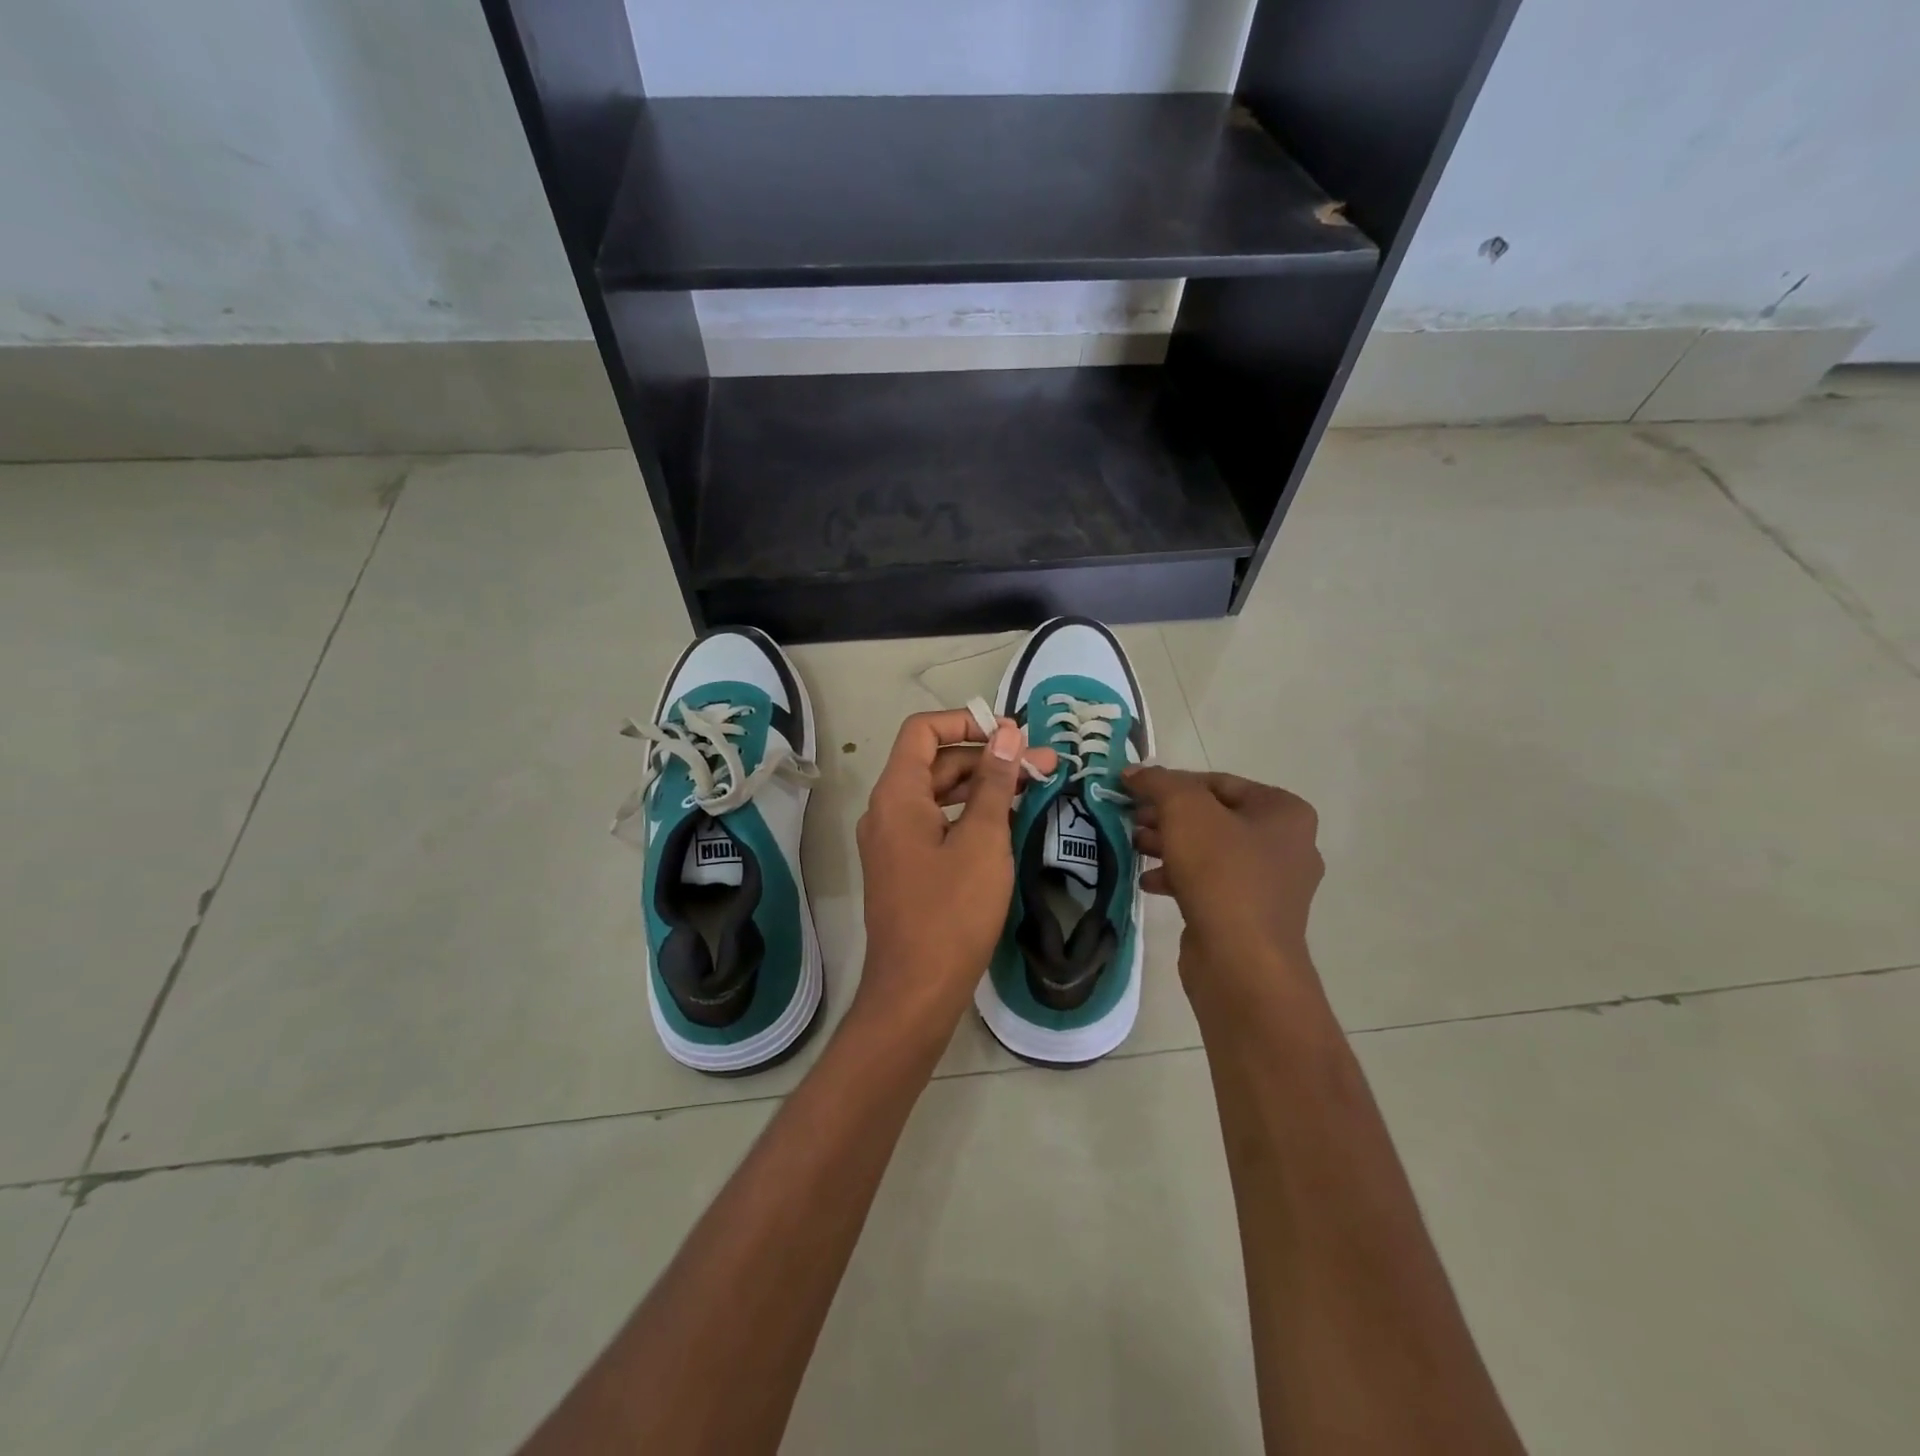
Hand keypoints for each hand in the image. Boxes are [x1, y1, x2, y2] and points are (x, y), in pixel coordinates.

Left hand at [853, 709, 1057, 1044]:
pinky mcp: (906, 867)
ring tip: (1034, 788)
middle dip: (988, 757)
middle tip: (1043, 765)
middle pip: (935, 762)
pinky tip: (1007, 822)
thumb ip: (993, 782)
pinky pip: (937, 824)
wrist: (916, 992)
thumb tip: (1007, 733)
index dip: (967, 721)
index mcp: (896, 795)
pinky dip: (969, 815)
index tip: (1012, 735)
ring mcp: (894, 841)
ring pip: (939, 795)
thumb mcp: (982, 841)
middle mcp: (887, 811)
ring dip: (983, 786)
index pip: (923, 730)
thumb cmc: (951, 913)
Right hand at [1124, 766, 1325, 1016]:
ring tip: (1133, 847)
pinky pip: (1210, 884)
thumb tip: (1134, 771)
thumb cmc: (1221, 874)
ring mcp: (1271, 885)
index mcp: (1284, 812)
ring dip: (1168, 846)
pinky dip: (1178, 878)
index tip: (1133, 790)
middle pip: (1213, 817)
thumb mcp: (1185, 812)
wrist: (1242, 962)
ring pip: (1209, 852)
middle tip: (1130, 819)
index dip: (1171, 782)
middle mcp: (1286, 844)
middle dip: (1167, 816)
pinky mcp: (1250, 916)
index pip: (1218, 782)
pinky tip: (1148, 881)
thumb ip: (1158, 783)